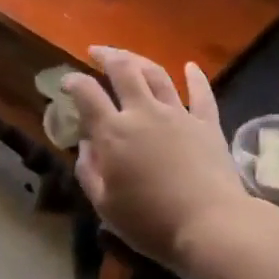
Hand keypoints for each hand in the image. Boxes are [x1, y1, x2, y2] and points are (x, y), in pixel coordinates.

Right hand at [60, 47, 254, 278]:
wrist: (211, 226)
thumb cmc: (151, 223)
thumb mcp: (106, 206)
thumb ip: (89, 172)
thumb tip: (85, 145)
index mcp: (114, 133)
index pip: (87, 94)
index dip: (73, 82)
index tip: (66, 81)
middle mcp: (143, 113)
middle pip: (123, 70)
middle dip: (106, 55)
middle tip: (96, 52)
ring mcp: (178, 114)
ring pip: (157, 74)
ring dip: (140, 60)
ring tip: (129, 57)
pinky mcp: (207, 124)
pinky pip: (201, 94)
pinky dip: (195, 77)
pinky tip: (191, 67)